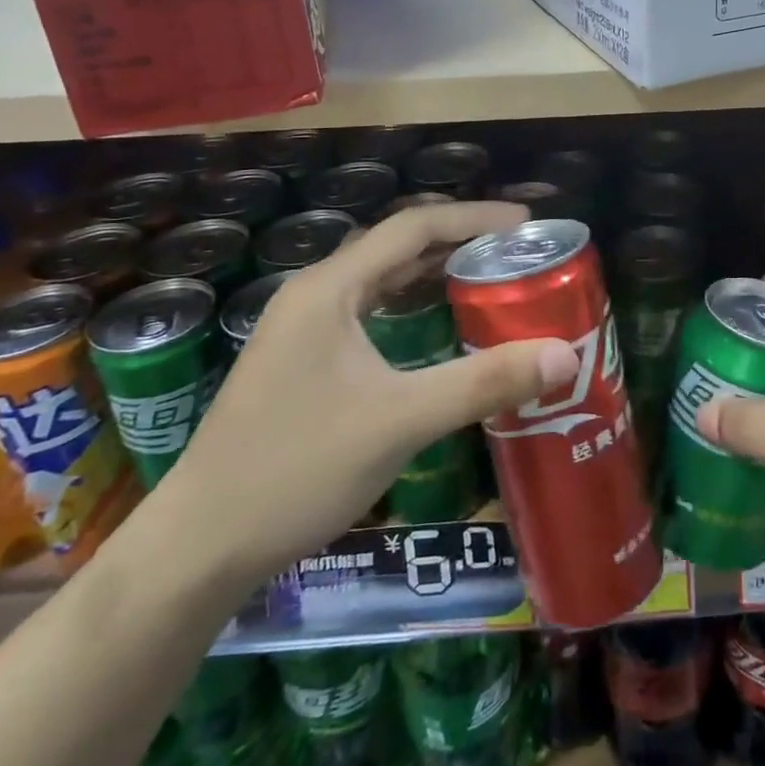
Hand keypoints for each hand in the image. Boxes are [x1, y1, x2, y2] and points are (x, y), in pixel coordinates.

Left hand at [149, 202, 577, 589]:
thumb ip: (484, 382)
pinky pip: (371, 313)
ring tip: (492, 280)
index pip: (413, 226)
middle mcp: (315, 295)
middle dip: (460, 243)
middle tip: (518, 255)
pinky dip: (413, 308)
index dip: (474, 218)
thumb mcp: (400, 421)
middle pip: (398, 247)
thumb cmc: (296, 469)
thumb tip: (565, 355)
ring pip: (383, 281)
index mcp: (330, 288)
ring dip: (436, 275)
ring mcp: (304, 330)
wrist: (198, 547)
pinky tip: (440, 328)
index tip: (527, 224)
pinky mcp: (304, 362)